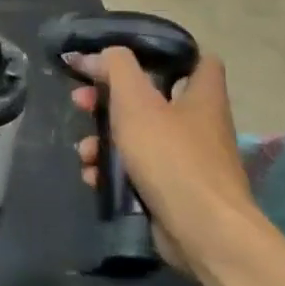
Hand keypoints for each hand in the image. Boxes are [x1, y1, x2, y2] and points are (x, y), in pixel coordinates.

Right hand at [68, 48, 256, 270]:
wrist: (202, 231)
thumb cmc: (172, 157)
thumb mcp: (136, 102)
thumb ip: (115, 69)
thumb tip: (97, 55)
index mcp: (201, 97)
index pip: (198, 60)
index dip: (165, 54)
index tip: (128, 57)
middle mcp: (199, 125)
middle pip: (150, 99)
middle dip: (109, 100)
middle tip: (82, 101)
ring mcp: (187, 160)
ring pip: (137, 136)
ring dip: (103, 140)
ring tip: (84, 150)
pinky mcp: (173, 190)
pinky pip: (136, 170)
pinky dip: (112, 171)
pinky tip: (93, 176)